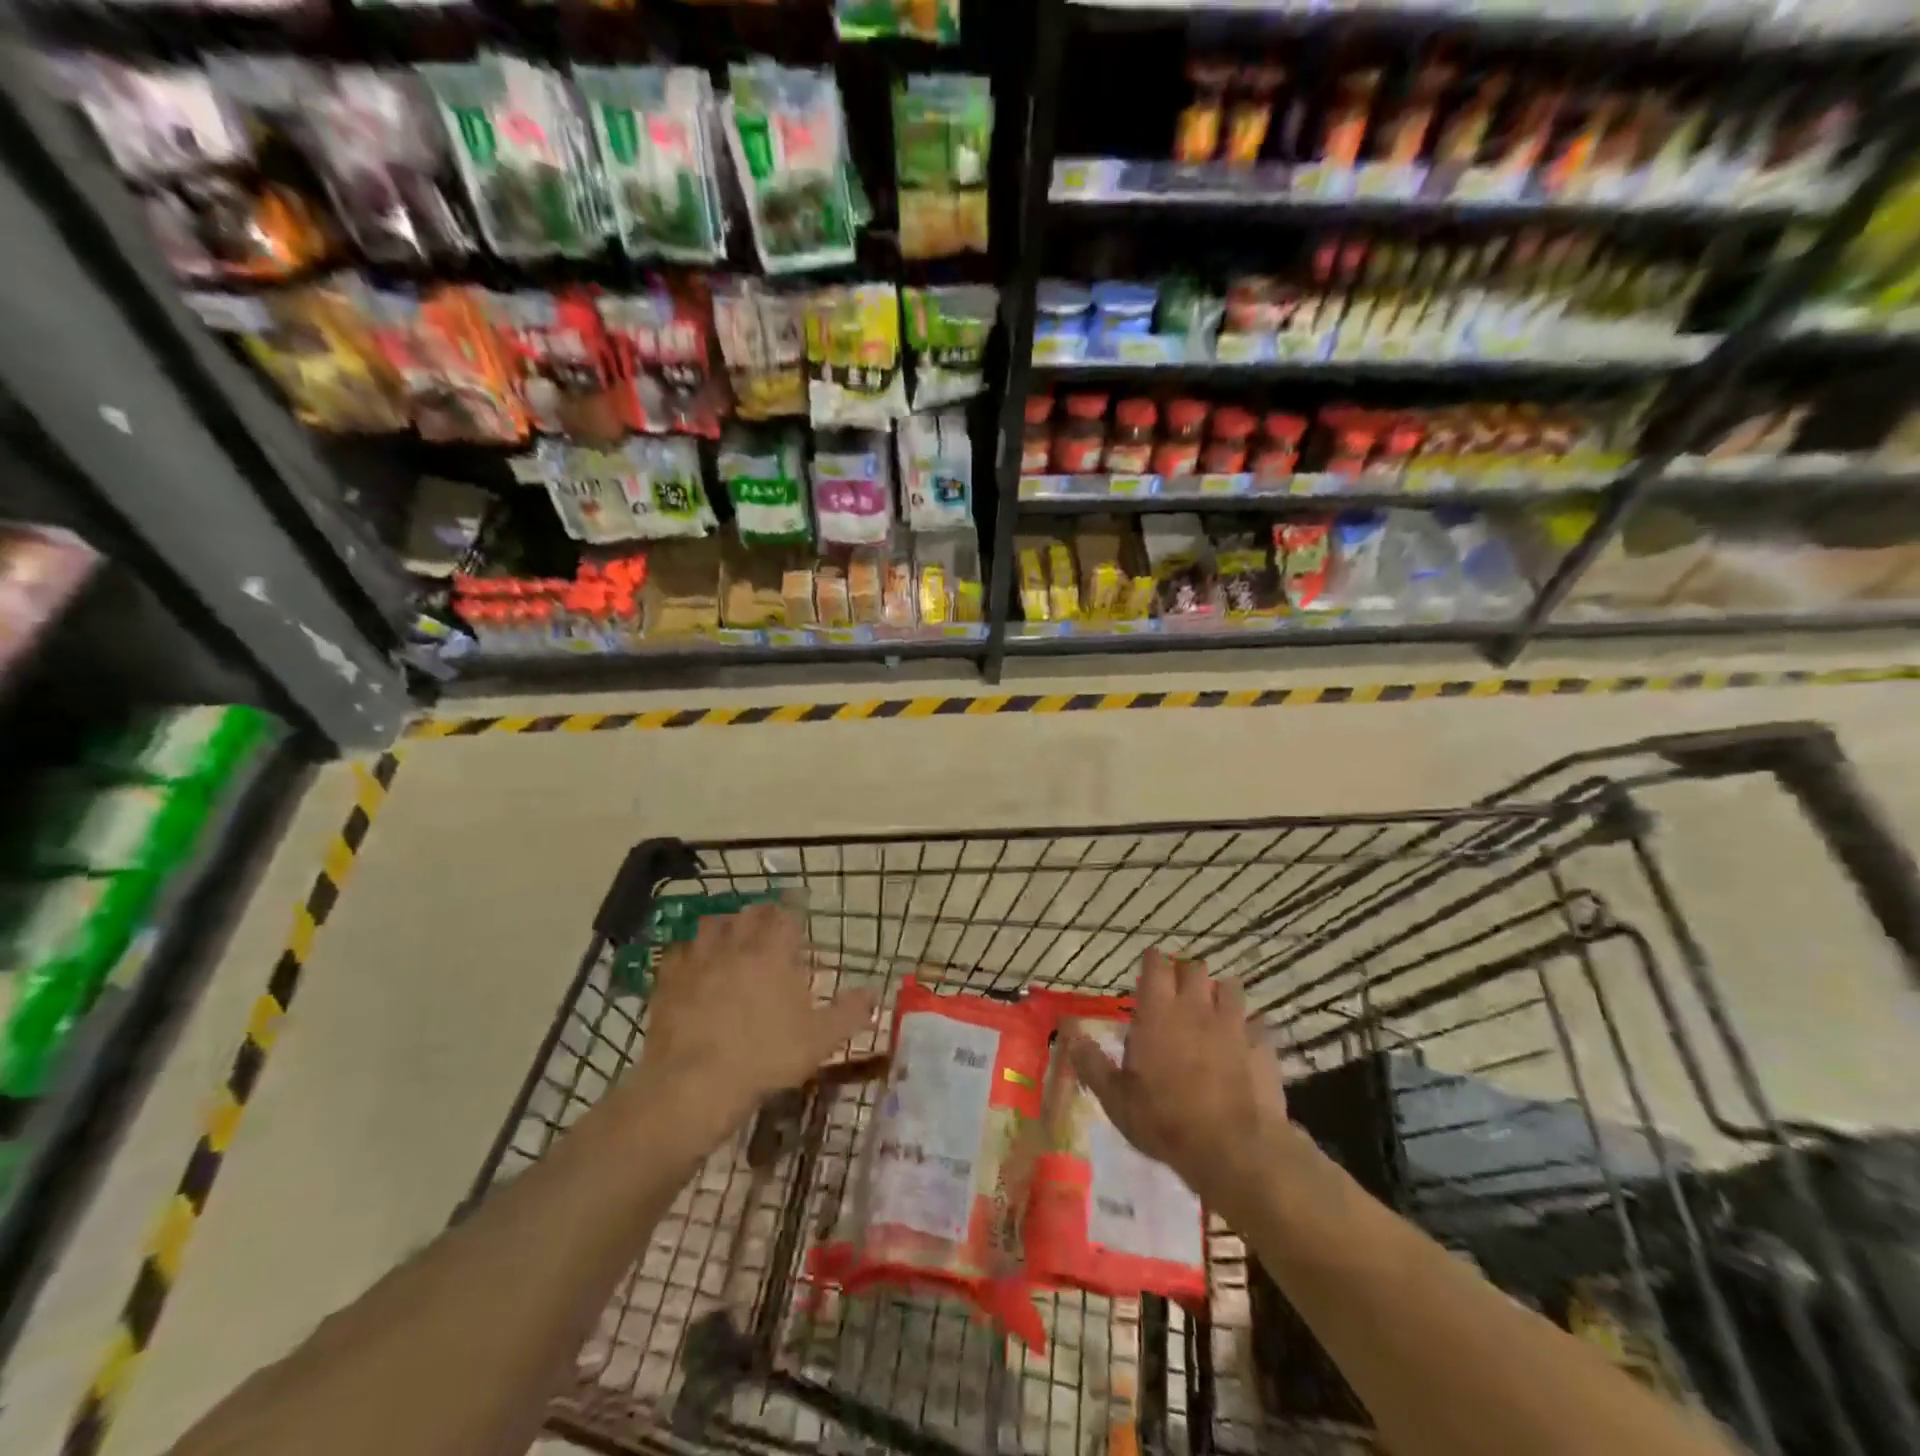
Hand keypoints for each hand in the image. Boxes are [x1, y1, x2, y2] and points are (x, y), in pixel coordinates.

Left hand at [634, 903, 875, 1137]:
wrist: (694, 1084)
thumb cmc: (765, 1058)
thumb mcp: (820, 1041)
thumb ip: (850, 1013)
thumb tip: (874, 993)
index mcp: (773, 953)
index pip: (786, 915)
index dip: (794, 913)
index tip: (798, 919)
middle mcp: (736, 946)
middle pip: (749, 913)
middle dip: (761, 915)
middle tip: (769, 927)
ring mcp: (698, 960)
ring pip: (712, 924)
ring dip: (725, 925)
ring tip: (731, 939)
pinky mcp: (668, 980)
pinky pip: (678, 952)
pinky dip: (689, 952)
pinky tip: (693, 966)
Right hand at [1067, 949, 1292, 1218]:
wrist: (1235, 1149)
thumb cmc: (1165, 1121)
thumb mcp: (1116, 1098)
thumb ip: (1091, 1061)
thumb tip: (1068, 1030)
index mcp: (1158, 1011)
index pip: (1156, 964)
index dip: (1152, 962)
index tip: (1148, 969)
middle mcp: (1196, 1006)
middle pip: (1195, 968)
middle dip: (1185, 974)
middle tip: (1177, 992)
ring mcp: (1234, 1023)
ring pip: (1230, 986)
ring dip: (1219, 993)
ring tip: (1212, 1011)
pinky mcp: (1262, 1046)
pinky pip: (1257, 1022)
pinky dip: (1249, 1026)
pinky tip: (1243, 1042)